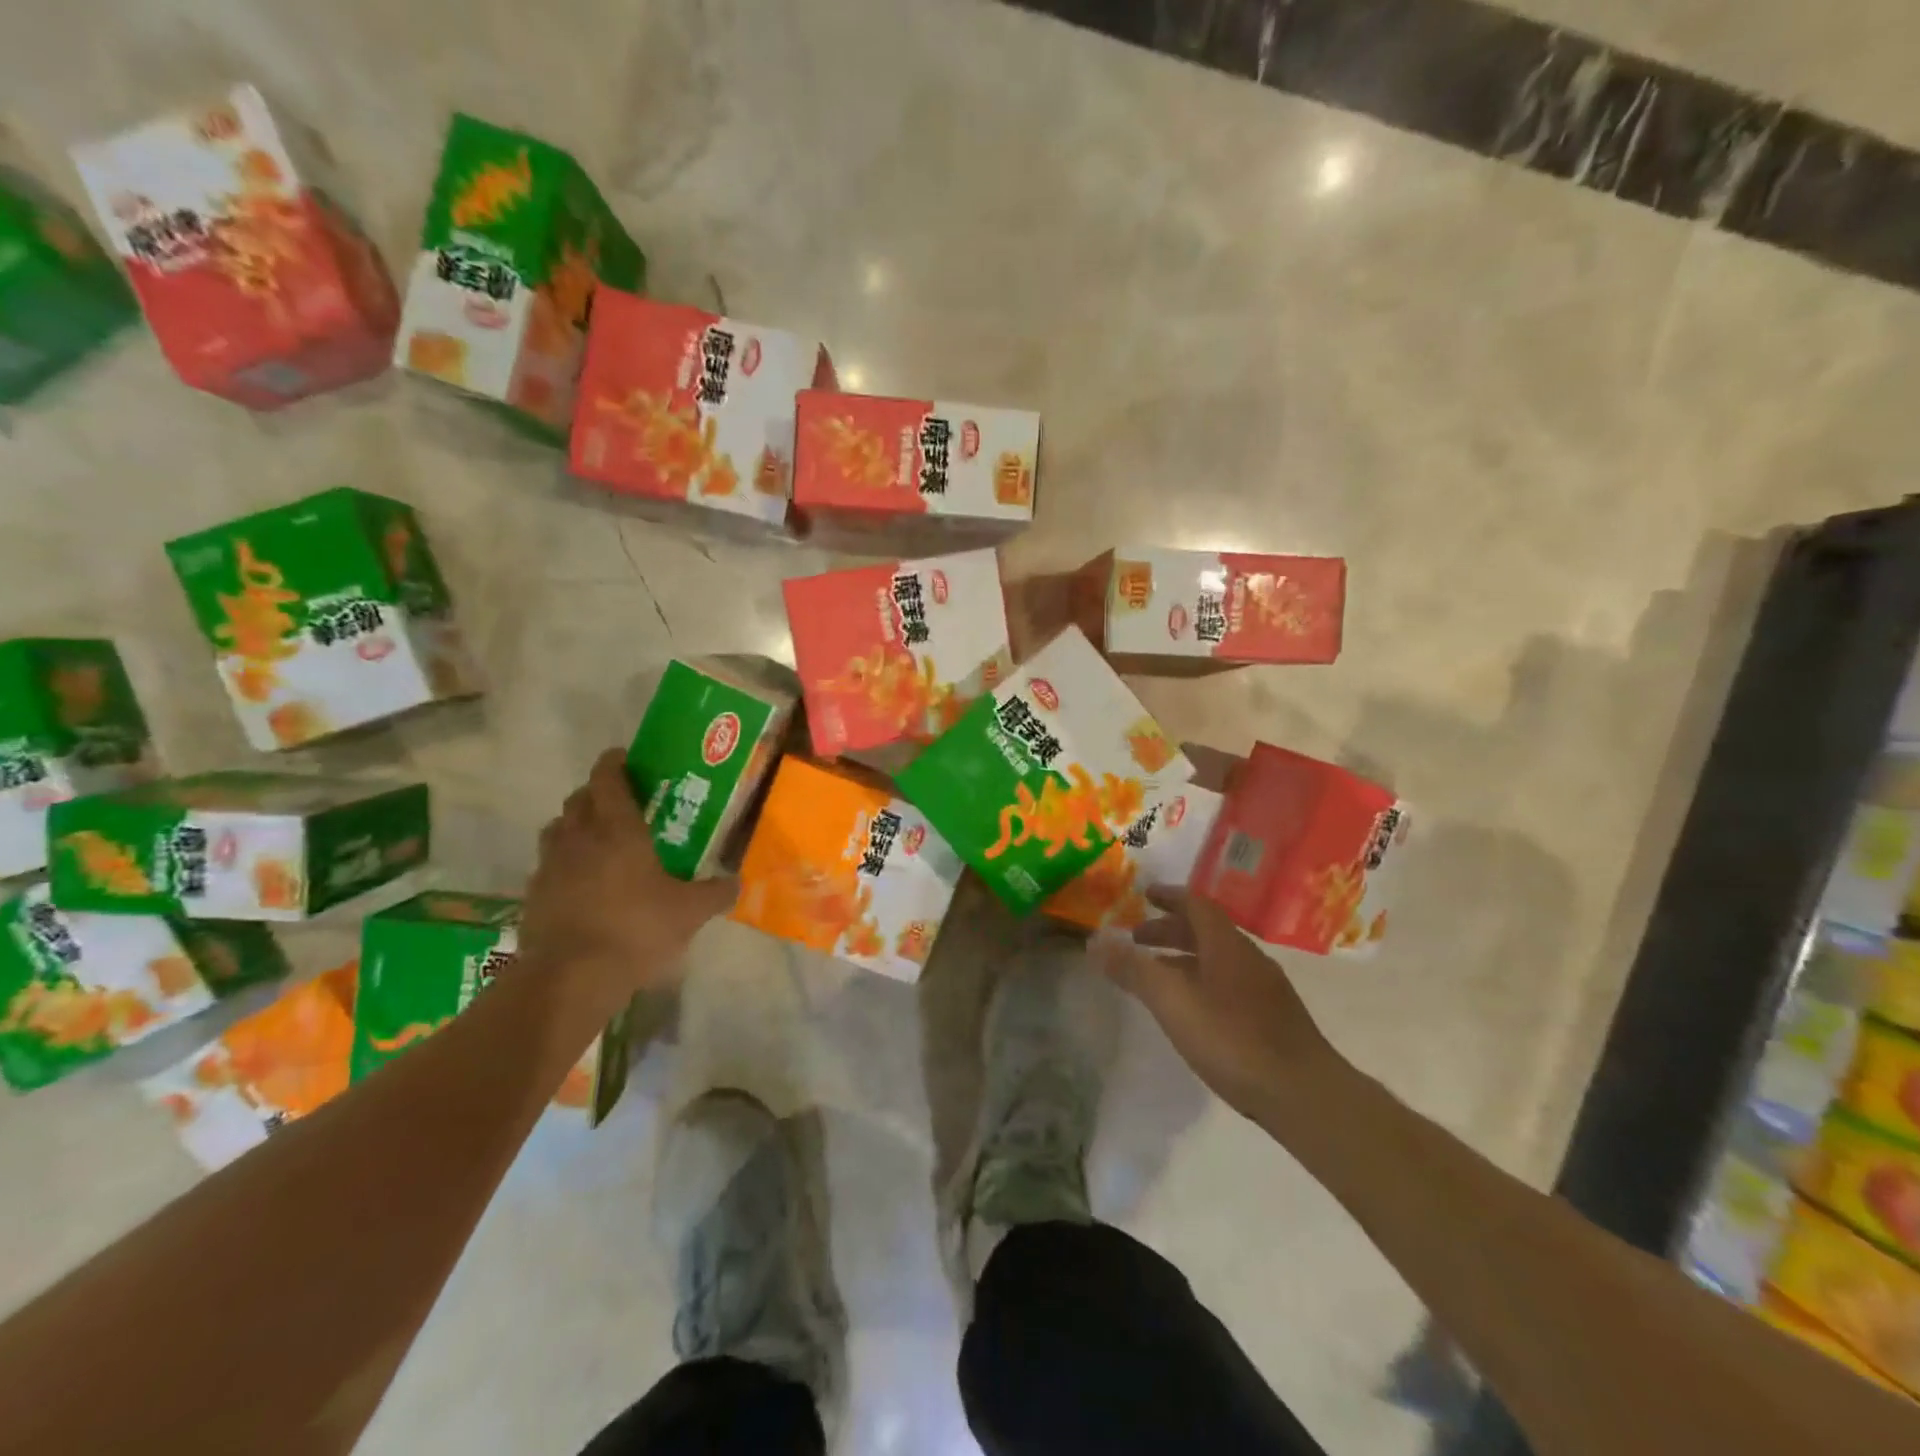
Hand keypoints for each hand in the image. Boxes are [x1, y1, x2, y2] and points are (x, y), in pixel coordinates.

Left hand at [518, 749, 736, 995]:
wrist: (570, 977)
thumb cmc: (636, 929)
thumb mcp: (689, 912)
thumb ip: (715, 893)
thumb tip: (737, 882)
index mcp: (618, 829)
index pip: (608, 778)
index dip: (614, 762)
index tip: (625, 758)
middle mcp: (579, 837)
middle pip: (579, 799)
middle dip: (597, 793)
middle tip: (620, 802)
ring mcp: (550, 865)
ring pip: (558, 828)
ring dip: (575, 824)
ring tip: (596, 839)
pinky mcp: (533, 893)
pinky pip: (547, 863)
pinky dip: (563, 861)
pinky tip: (580, 882)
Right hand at [1092, 888, 1347, 1127]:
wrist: (1305, 1095)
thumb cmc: (1233, 1041)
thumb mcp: (1172, 1003)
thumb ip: (1134, 970)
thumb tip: (1095, 941)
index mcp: (1227, 945)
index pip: (1196, 905)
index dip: (1169, 896)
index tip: (1144, 895)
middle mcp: (1249, 958)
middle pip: (1206, 931)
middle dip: (1170, 929)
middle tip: (1137, 938)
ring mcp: (1266, 988)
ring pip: (1218, 958)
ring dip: (1184, 957)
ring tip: (1157, 974)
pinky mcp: (1274, 1017)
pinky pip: (1229, 981)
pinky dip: (1202, 979)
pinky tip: (1193, 1009)